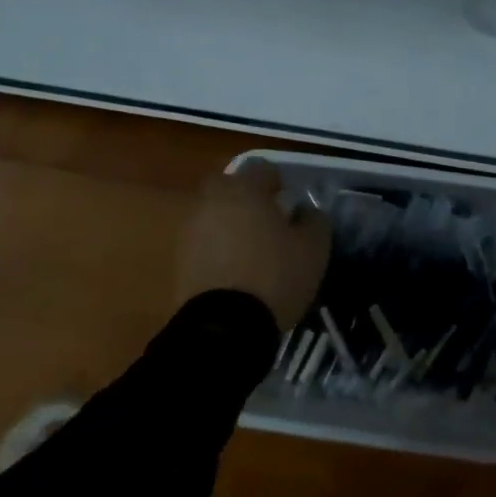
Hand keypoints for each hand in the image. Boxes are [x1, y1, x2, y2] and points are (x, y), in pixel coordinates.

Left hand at [175, 165, 330, 331]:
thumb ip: (315, 221)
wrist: (223, 328)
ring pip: (215, 213)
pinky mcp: (180, 258)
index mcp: (245, 188)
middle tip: (268, 222)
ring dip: (231, 223)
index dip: (279, 183)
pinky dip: (217, 248)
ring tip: (252, 251)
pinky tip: (235, 271)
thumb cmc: (274, 276)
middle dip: (249, 199)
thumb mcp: (313, 250)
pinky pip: (204, 241)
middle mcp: (213, 199)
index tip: (290, 204)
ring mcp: (192, 228)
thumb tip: (306, 210)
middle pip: (232, 187)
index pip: (263, 169)